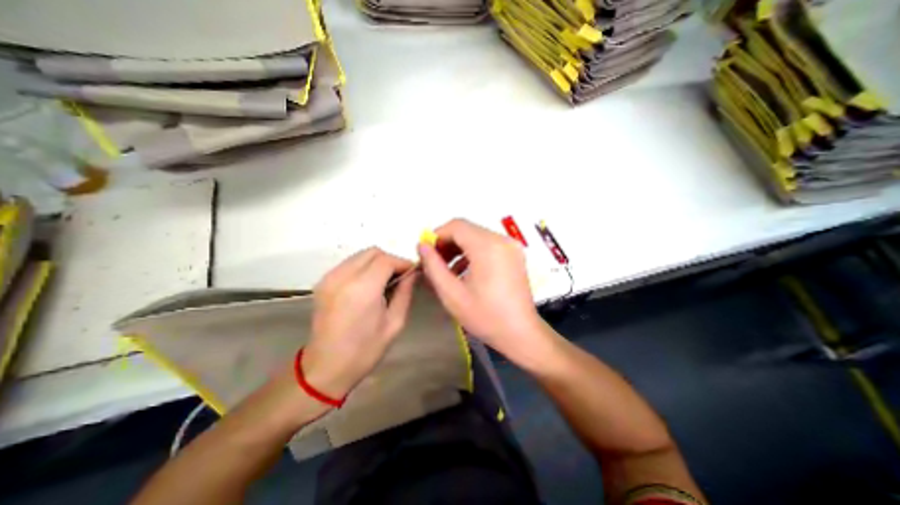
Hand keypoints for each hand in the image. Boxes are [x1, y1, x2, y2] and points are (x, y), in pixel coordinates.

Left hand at [300, 247, 416, 397]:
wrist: (325, 368)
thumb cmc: (365, 350)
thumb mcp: (394, 323)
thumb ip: (405, 292)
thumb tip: (413, 273)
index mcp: (362, 289)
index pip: (386, 260)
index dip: (403, 263)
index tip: (413, 272)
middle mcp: (343, 277)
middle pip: (373, 252)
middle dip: (390, 260)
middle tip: (400, 277)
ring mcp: (329, 278)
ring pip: (360, 255)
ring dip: (377, 263)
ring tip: (385, 282)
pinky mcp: (323, 282)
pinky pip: (349, 264)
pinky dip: (364, 268)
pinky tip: (369, 285)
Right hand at [419, 216, 552, 366]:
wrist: (521, 333)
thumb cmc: (485, 316)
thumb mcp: (452, 294)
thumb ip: (433, 266)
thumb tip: (422, 246)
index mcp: (487, 247)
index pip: (456, 226)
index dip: (437, 236)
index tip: (426, 253)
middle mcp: (502, 240)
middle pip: (467, 230)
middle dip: (447, 243)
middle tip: (434, 263)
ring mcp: (511, 246)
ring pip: (477, 236)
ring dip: (459, 249)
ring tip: (447, 270)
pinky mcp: (514, 254)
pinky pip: (488, 245)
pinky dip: (473, 253)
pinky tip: (465, 271)